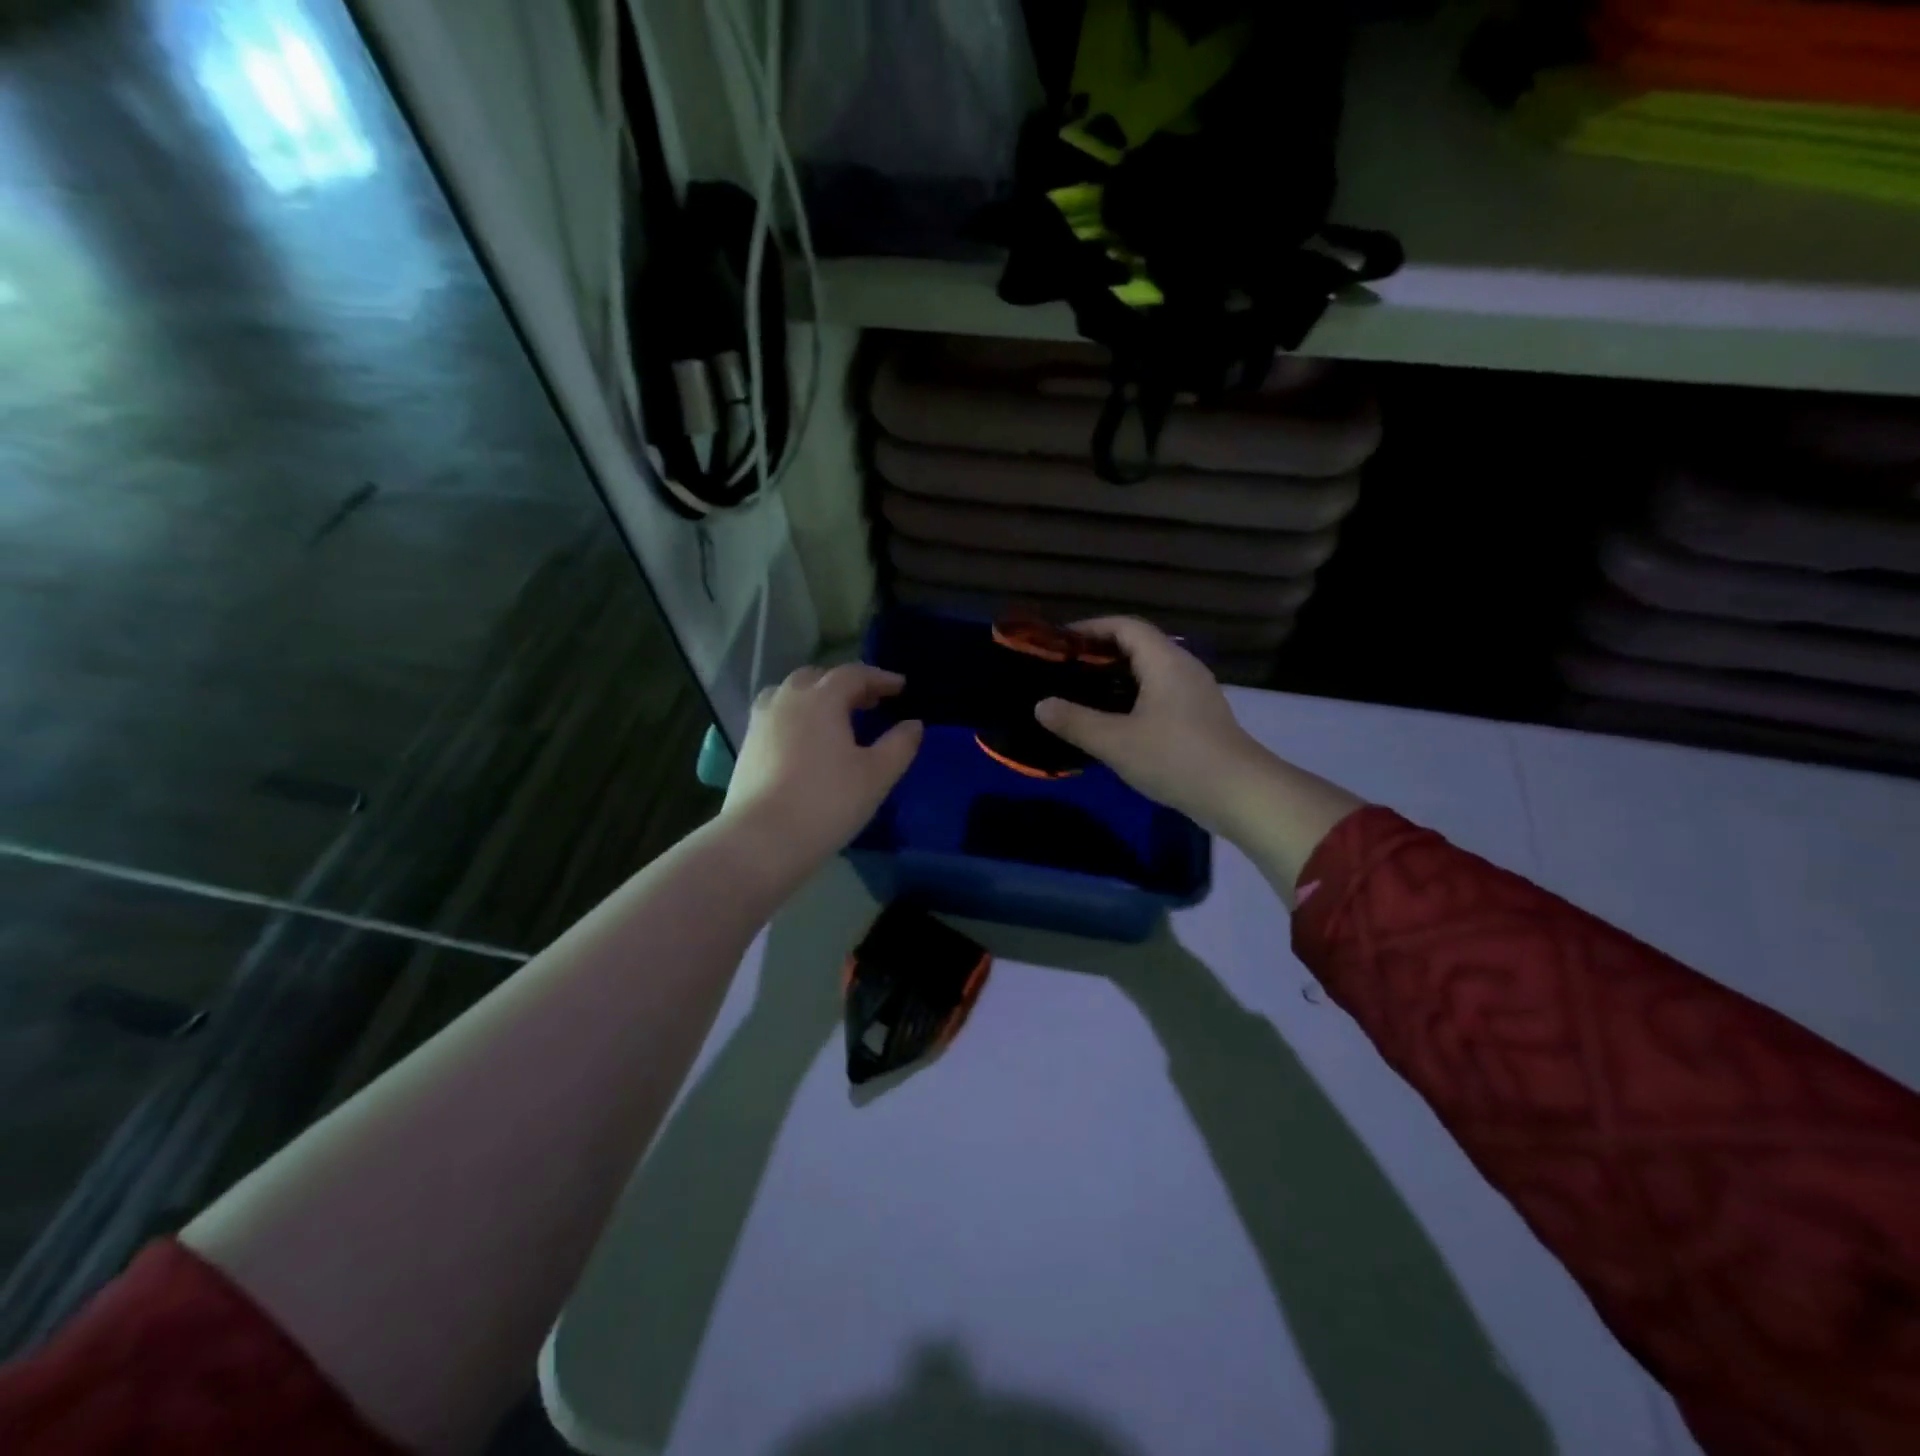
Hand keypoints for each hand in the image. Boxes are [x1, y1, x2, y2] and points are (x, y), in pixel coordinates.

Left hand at [720, 664, 922, 877]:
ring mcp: (761, 721)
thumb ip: (900, 745)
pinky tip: (807, 742)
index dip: (880, 678)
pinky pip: (776, 716)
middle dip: (847, 685)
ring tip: (835, 718)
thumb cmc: (827, 802)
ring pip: (791, 694)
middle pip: (818, 678)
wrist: (762, 839)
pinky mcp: (747, 746)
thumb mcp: (876, 775)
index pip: (854, 674)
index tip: (901, 687)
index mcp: (821, 698)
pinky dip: (797, 717)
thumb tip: (913, 724)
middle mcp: (787, 699)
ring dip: (816, 698)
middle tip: (870, 702)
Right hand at [1034, 617, 1268, 835]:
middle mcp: (1182, 667)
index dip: (1090, 628)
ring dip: (1115, 678)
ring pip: (1149, 672)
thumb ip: (1075, 721)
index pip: (1125, 626)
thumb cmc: (1176, 758)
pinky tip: (1113, 723)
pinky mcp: (1199, 717)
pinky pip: (1158, 694)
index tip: (1059, 643)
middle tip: (1063, 671)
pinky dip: (1131, 698)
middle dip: (1098, 653)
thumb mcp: (1115, 742)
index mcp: (1164, 661)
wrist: (1240, 794)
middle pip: (1137, 646)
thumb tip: (1041, 705)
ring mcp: (1195, 693)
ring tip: (1081, 695)